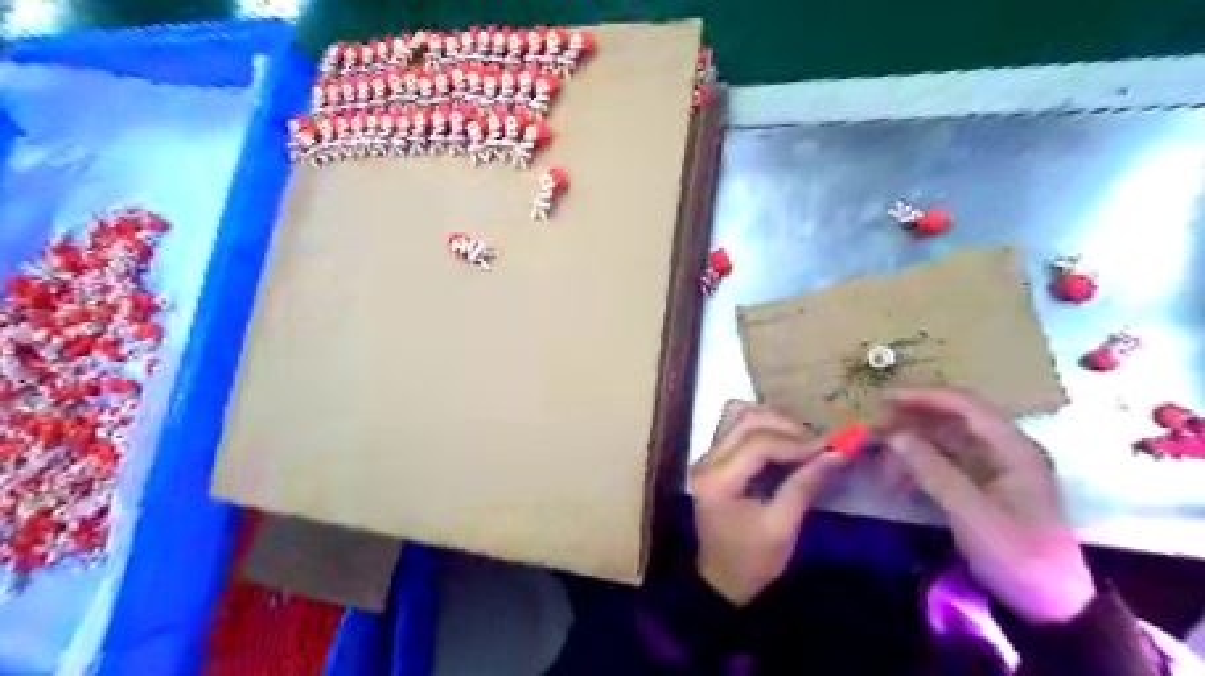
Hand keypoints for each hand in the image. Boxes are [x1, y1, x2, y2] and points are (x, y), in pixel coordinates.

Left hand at [686, 402, 844, 607]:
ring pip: (737, 415)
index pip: (758, 444)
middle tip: (816, 444)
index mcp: (717, 481)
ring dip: (771, 420)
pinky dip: (760, 426)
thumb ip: (804, 485)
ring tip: (800, 439)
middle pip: (745, 420)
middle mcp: (706, 461)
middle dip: (785, 426)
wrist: (721, 579)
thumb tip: (837, 453)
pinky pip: (734, 426)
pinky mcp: (712, 458)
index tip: (830, 448)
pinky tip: (782, 440)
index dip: (796, 443)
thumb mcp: (782, 528)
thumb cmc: (752, 561)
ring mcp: (706, 457)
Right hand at [883, 389, 1097, 625]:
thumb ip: (934, 470)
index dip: (925, 396)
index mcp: (1014, 449)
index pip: (967, 406)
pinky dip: (917, 464)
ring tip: (878, 451)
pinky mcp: (981, 487)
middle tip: (873, 424)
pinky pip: (943, 463)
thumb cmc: (1017, 555)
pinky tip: (895, 475)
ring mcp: (992, 469)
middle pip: (953, 420)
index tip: (885, 398)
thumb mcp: (972, 514)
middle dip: (911, 419)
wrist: (1050, 606)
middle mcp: (1004, 451)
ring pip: (944, 441)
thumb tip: (896, 435)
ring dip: (910, 443)